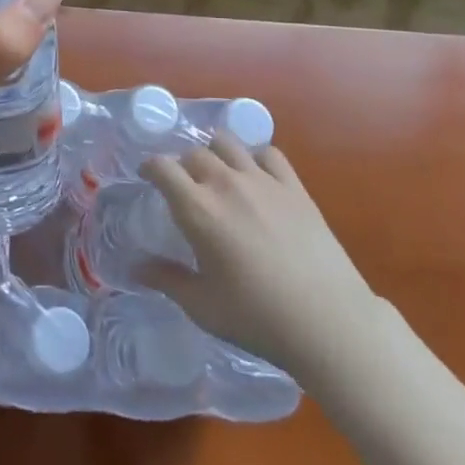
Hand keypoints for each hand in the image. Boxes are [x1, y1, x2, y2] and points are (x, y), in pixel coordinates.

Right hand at [140, 134, 374, 367]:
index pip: (162, 167)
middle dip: (183, 165)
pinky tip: (256, 176)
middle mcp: (226, 183)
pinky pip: (268, 153)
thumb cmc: (257, 318)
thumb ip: (167, 280)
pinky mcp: (294, 186)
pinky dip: (255, 157)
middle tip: (185, 187)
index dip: (150, 167)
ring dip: (215, 153)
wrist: (327, 321)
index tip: (147, 178)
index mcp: (198, 209)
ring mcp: (262, 180)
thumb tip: (136, 267)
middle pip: (194, 153)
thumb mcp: (203, 306)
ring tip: (218, 173)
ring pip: (228, 143)